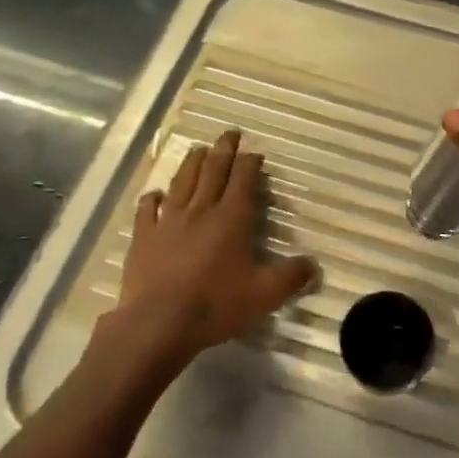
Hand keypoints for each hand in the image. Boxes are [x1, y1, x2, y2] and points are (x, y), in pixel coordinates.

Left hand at [98, 128, 316, 371]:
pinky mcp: (143, 238)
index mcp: (231, 219)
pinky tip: (155, 194)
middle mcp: (200, 211)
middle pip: (212, 171)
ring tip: (198, 149)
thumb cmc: (215, 305)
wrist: (158, 324)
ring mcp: (168, 222)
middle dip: (223, 150)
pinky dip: (152, 198)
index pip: (243, 180)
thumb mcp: (264, 295)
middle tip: (229, 133)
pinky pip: (147, 210)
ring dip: (192, 163)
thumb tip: (315, 266)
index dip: (250, 163)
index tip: (256, 152)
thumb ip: (292, 277)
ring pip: (181, 183)